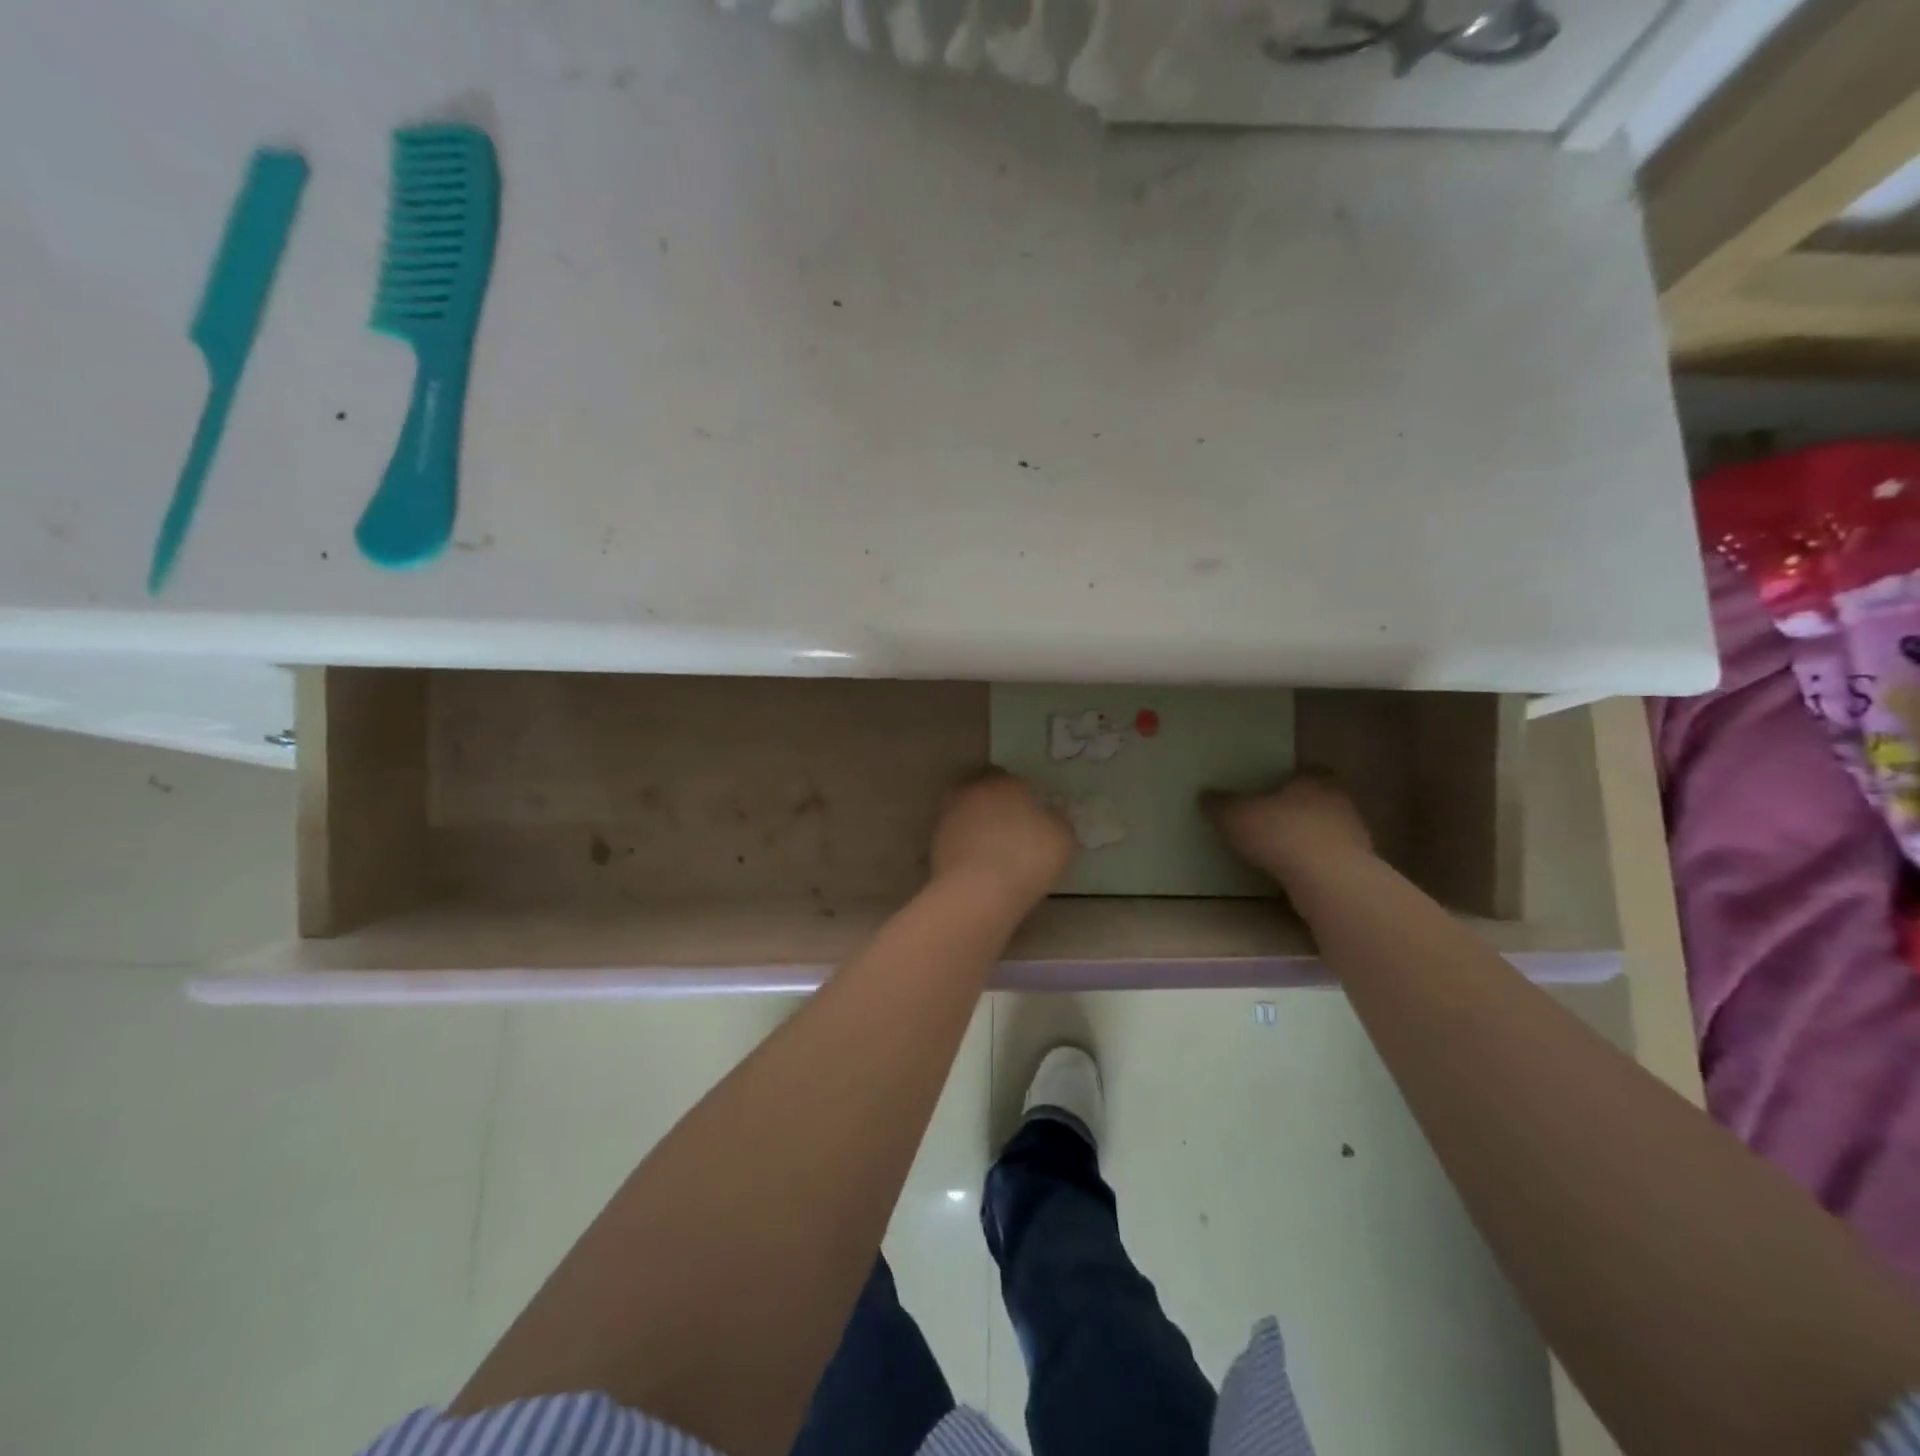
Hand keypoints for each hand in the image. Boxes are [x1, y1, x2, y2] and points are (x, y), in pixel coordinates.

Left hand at [931, 771, 1076, 914]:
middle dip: (996, 804)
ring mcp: (949, 815)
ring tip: (994, 848)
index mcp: (1004, 782)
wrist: (978, 892)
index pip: (1014, 779)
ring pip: (967, 812)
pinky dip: (966, 845)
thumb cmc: (1027, 857)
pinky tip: (979, 863)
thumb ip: (1059, 819)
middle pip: (985, 791)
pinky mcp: (935, 842)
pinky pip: (957, 837)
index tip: (1033, 812)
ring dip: (978, 824)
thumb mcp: (1063, 838)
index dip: (1024, 795)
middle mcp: (972, 791)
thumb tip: (1054, 812)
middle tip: (1012, 827)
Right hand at [1203, 772, 1373, 884]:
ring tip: (1279, 851)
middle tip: (1270, 819)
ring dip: (1308, 838)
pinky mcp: (1358, 867)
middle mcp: (1340, 801)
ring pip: (1327, 830)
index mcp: (1315, 779)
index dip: (1289, 778)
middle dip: (1297, 809)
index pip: (1307, 770)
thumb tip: (1205, 795)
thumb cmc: (1282, 834)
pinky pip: (1330, 859)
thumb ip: (1221, 805)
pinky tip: (1294, 874)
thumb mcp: (1236, 816)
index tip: (1270, 789)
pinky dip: (1314, 864)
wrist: (1330, 881)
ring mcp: (1354, 835)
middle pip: (1318, 799)